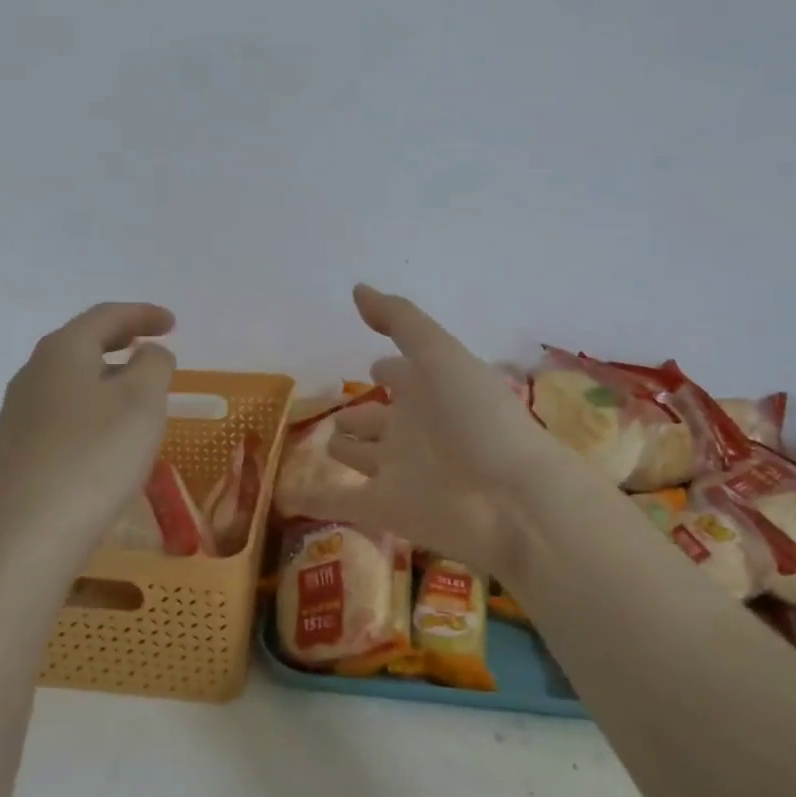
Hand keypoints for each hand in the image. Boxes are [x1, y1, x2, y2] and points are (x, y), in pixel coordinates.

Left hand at [0, 302, 176, 560]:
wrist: (34, 532)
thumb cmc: (98, 454)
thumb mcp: (144, 400)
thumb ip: (154, 363)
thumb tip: (147, 353)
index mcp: (63, 350)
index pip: (106, 316)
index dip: (143, 314)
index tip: (172, 322)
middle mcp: (33, 372)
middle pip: (82, 342)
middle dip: (120, 339)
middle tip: (151, 344)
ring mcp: (19, 411)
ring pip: (70, 377)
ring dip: (104, 373)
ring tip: (133, 388)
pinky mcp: (18, 447)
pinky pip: (61, 409)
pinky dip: (89, 403)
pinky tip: (104, 430)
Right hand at [324, 285, 575, 584]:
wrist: (509, 499)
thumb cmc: (478, 417)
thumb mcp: (440, 354)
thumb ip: (400, 321)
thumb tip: (358, 289)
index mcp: (430, 390)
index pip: (402, 375)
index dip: (387, 369)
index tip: (370, 366)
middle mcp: (413, 429)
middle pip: (378, 418)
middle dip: (359, 413)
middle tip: (333, 413)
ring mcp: (398, 470)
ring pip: (361, 456)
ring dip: (342, 450)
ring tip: (318, 445)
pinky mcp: (385, 507)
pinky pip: (339, 500)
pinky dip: (314, 498)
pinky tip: (286, 493)